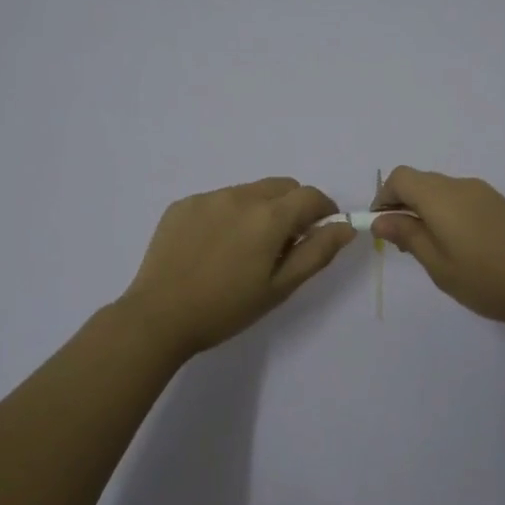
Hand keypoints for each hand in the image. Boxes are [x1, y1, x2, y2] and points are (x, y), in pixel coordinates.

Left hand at [118, 178, 356, 358]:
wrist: (158, 317)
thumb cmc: (226, 308)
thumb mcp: (280, 287)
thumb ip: (317, 252)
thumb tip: (345, 226)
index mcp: (268, 216)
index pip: (310, 196)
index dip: (324, 210)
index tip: (321, 231)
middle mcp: (240, 196)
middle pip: (281, 186)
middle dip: (293, 206)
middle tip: (284, 243)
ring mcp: (208, 198)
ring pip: (249, 192)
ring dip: (260, 210)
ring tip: (244, 249)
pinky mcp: (183, 205)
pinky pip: (218, 200)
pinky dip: (228, 215)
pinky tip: (214, 248)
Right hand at [370, 167, 504, 330]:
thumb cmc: (487, 279)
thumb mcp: (438, 264)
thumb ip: (408, 236)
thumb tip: (380, 220)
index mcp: (441, 196)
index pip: (400, 178)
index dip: (383, 198)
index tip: (380, 228)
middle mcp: (461, 185)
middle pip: (420, 182)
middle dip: (403, 205)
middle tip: (402, 244)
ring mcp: (484, 193)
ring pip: (441, 191)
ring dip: (425, 210)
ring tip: (429, 250)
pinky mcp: (499, 205)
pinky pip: (461, 199)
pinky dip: (446, 213)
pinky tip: (456, 246)